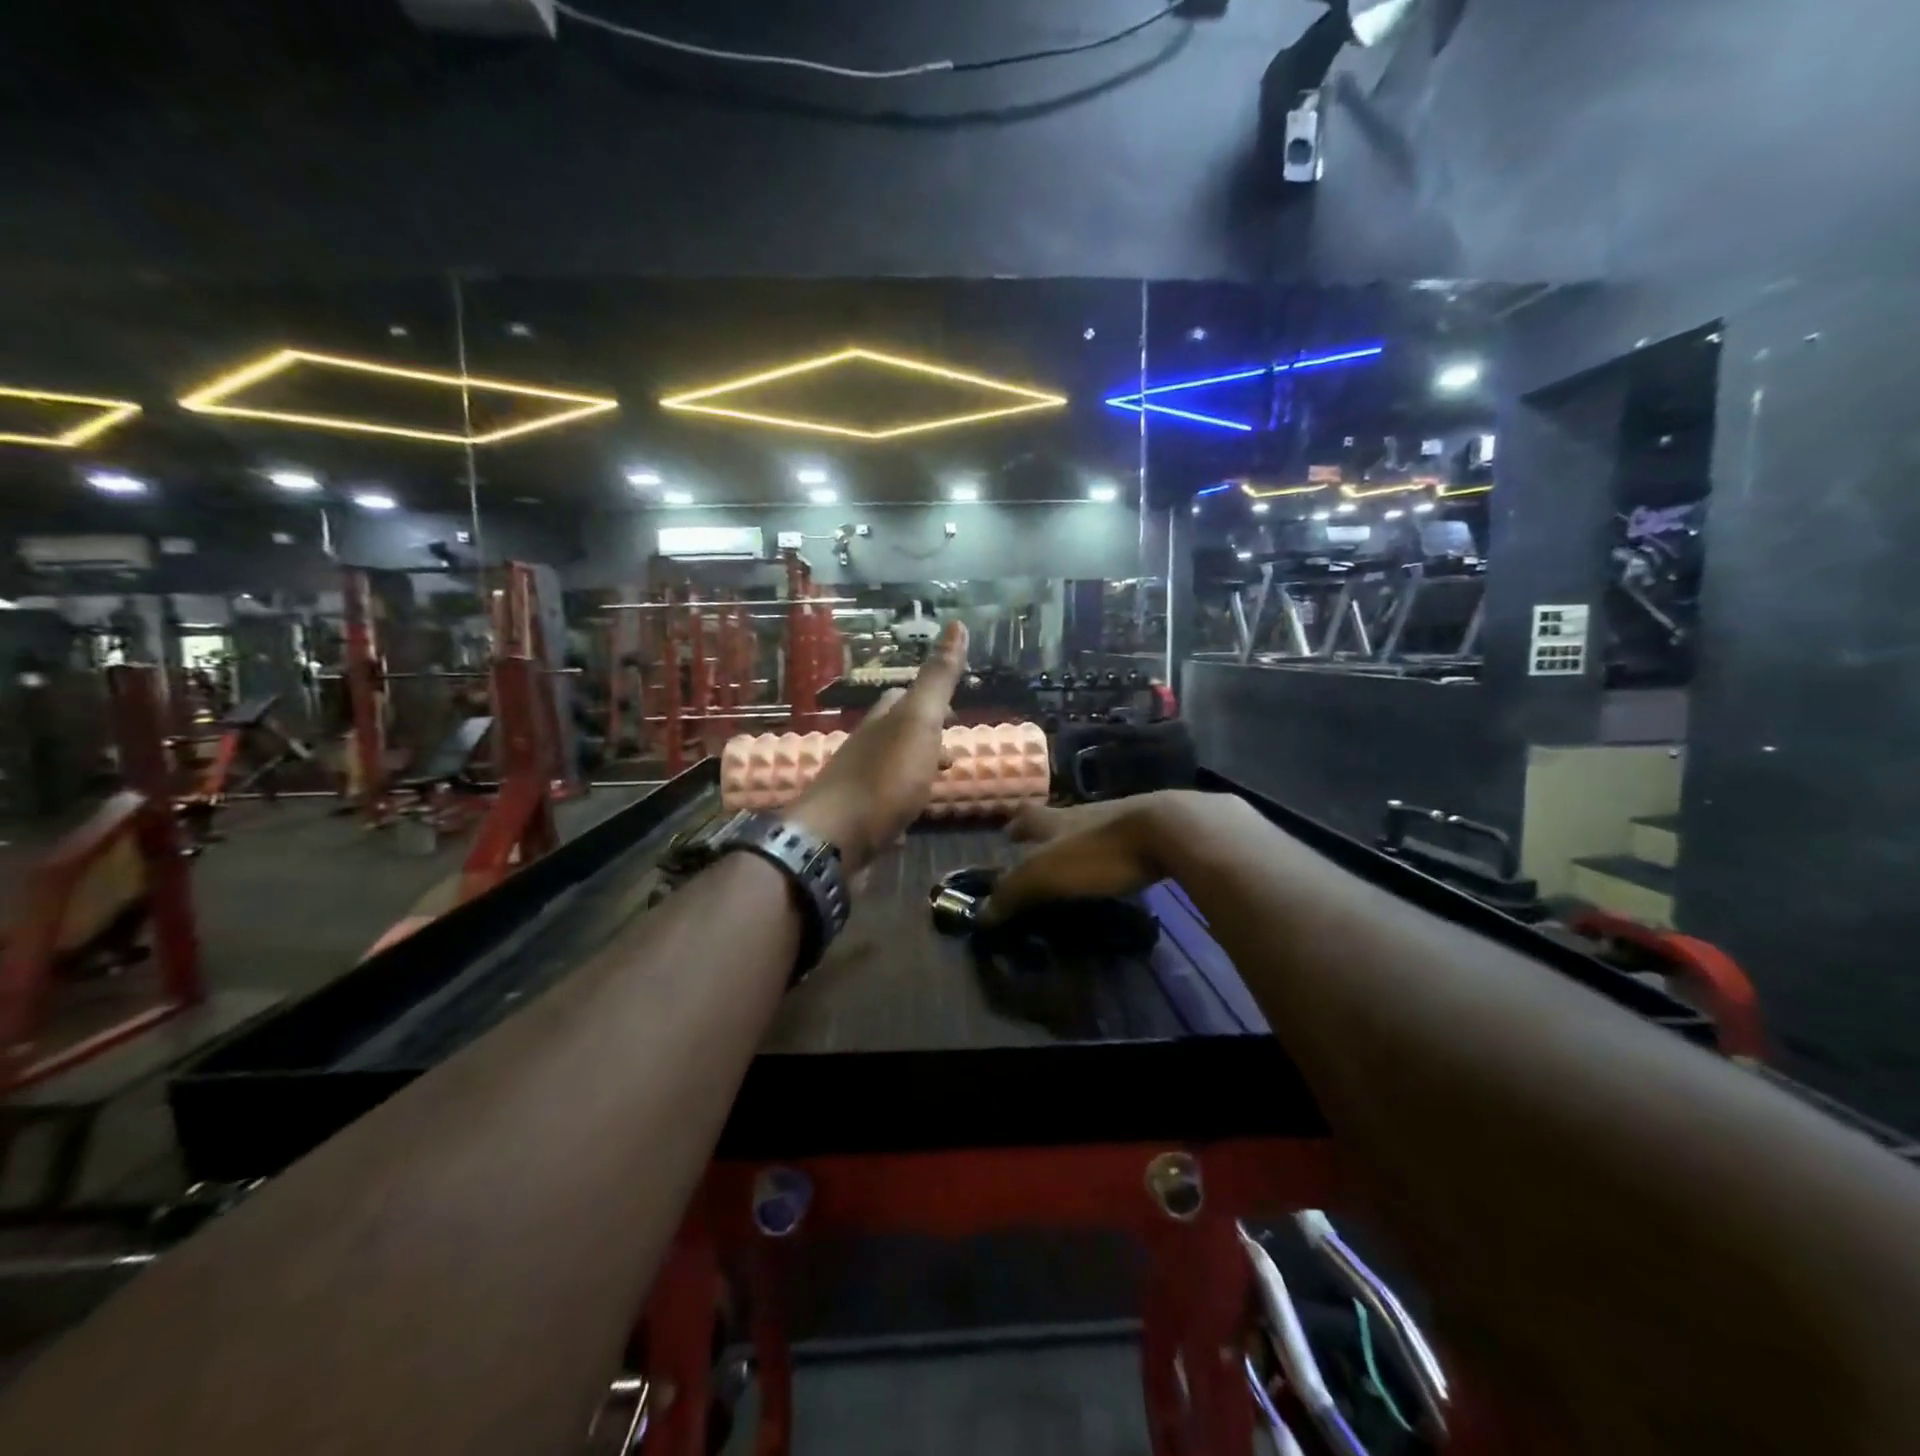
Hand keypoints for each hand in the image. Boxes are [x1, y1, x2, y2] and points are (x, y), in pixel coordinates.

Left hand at [787, 621, 968, 872]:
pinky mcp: (856, 822)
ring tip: (940, 783)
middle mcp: (865, 749)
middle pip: (896, 733)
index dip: (930, 699)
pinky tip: (912, 819)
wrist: (834, 841)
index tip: (956, 712)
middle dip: (925, 736)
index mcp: (881, 723)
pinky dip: (902, 803)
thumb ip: (938, 679)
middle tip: (954, 752)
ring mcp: (858, 787)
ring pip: (891, 768)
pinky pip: (884, 804)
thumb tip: (957, 624)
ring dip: (916, 770)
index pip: (903, 698)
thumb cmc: (884, 779)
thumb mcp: (919, 722)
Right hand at [983, 790, 1245, 923]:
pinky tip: (1117, 866)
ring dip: (1078, 841)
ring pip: (1089, 827)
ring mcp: (1119, 818)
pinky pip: (1121, 840)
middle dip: (1045, 834)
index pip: (1026, 818)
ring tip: (1076, 862)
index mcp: (1054, 820)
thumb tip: (981, 915)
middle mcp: (1083, 813)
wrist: (1168, 830)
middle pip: (1057, 819)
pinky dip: (1111, 852)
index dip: (1015, 827)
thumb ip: (1014, 891)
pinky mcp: (1149, 830)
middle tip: (1039, 851)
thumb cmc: (1098, 851)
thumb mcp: (1047, 873)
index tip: (1007, 834)